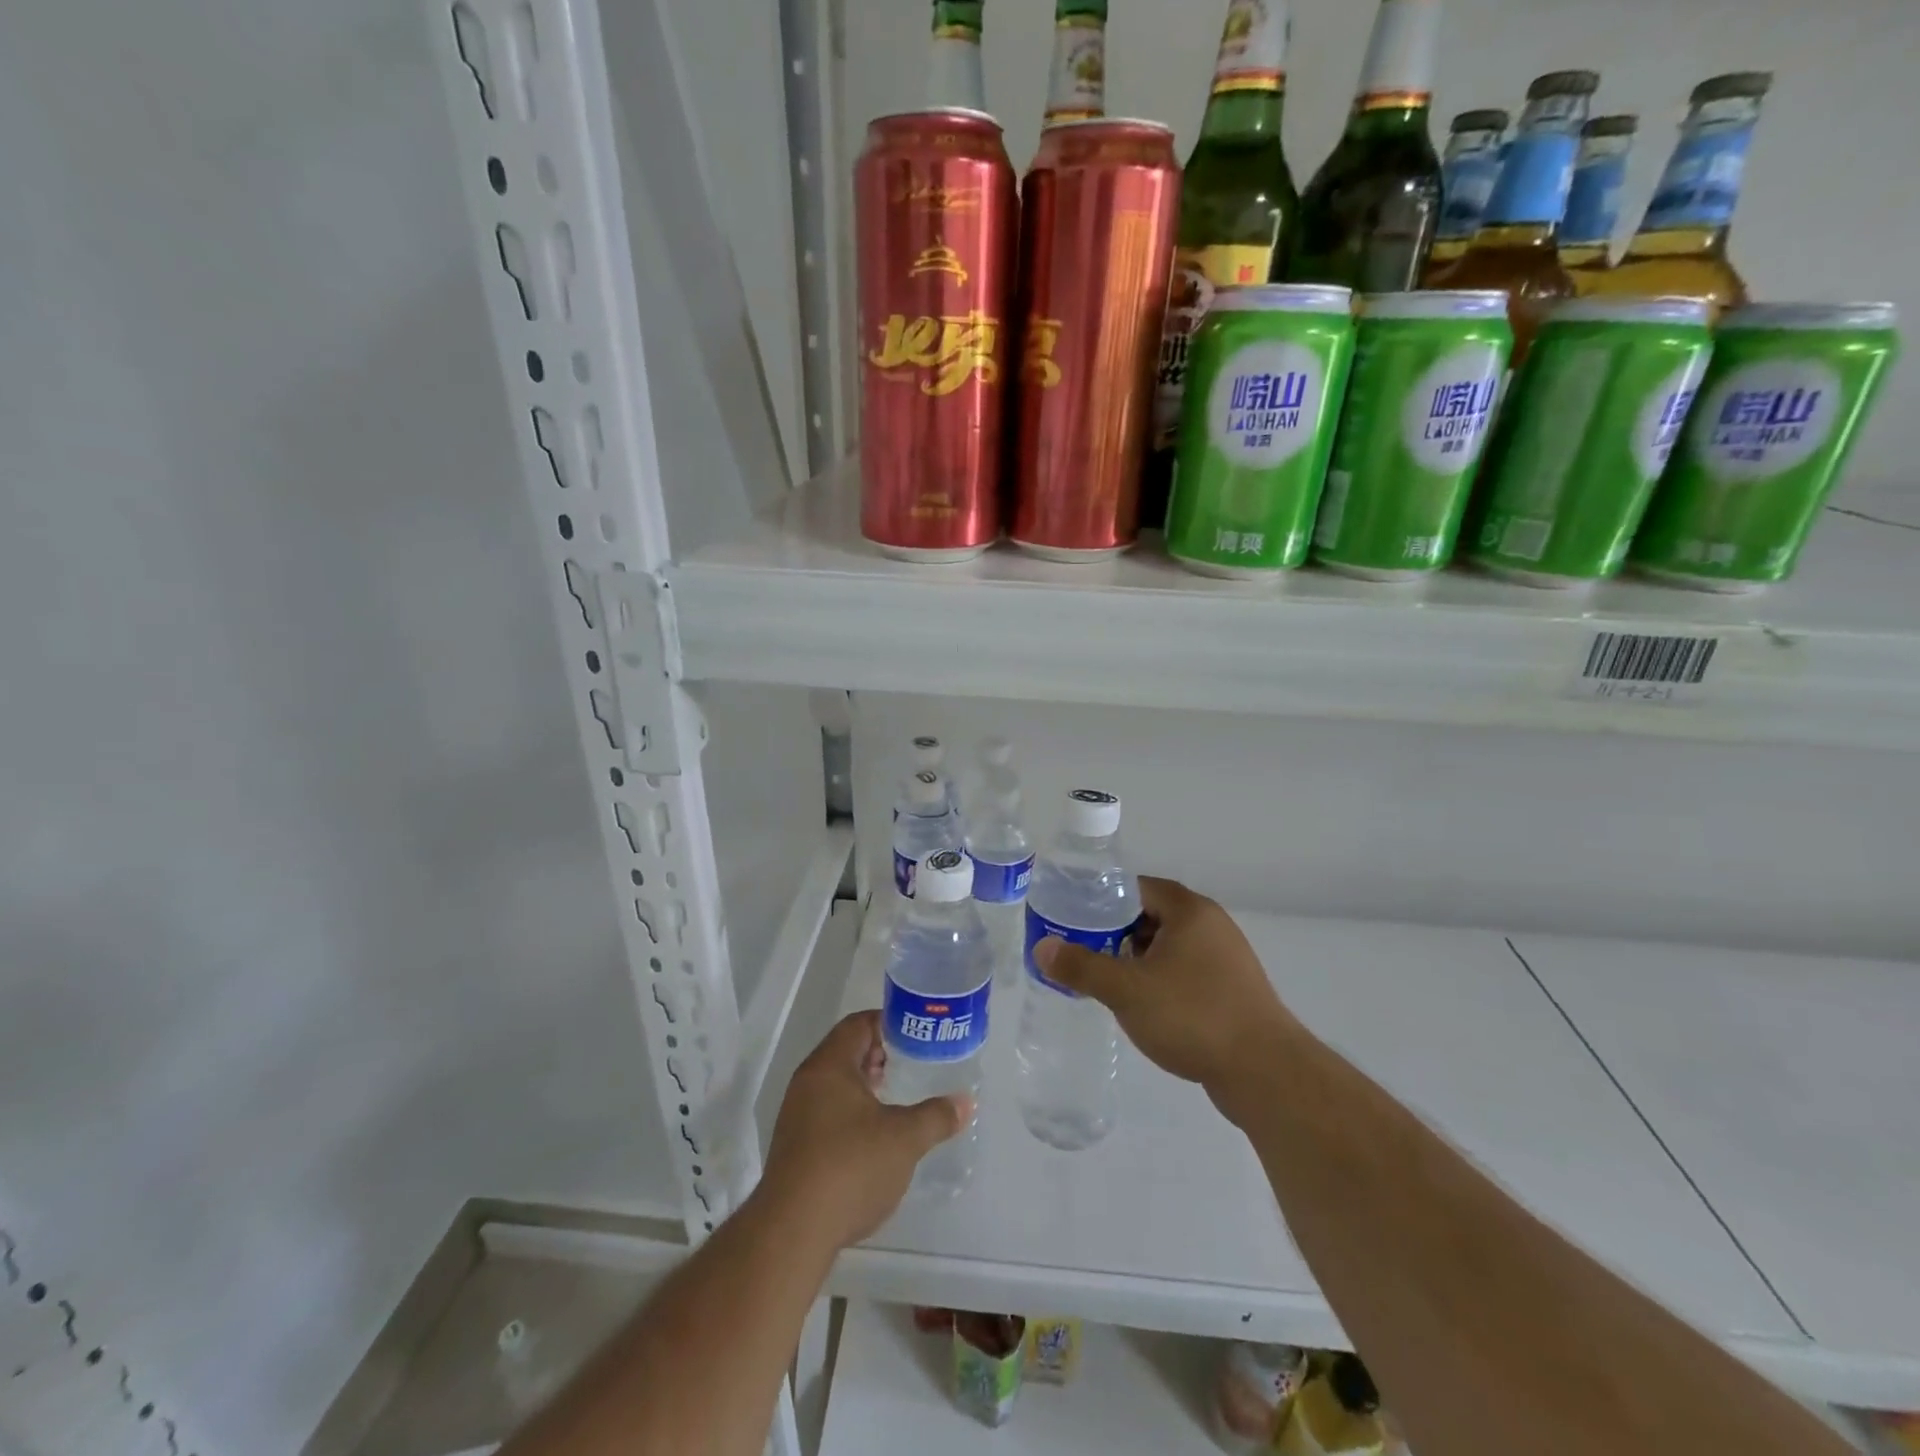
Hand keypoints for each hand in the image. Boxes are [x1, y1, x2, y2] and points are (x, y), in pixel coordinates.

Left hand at [760, 1011, 969, 1248]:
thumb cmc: (850, 1167)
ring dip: (865, 1085)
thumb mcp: (904, 1138)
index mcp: (829, 1065)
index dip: (888, 1023)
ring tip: (897, 1097)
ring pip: (835, 1084)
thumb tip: (965, 1103)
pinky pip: (827, 1112)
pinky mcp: (794, 1147)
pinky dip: (852, 1111)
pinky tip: (874, 1135)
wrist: (792, 1232)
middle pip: (845, 1051)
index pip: (858, 1024)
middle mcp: (807, 1082)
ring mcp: (796, 1115)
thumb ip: (936, 1116)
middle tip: (912, 1063)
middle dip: (879, 1054)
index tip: (916, 1034)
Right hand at [1033, 876, 1297, 1122]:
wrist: (1265, 1072)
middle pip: (1152, 915)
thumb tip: (1042, 947)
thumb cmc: (1192, 1016)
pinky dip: (1161, 979)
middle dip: (1116, 931)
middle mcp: (1212, 925)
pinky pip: (1187, 971)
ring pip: (1169, 946)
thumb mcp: (1126, 990)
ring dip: (1138, 958)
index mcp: (1189, 910)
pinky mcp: (1233, 990)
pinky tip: (1144, 1006)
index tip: (1074, 918)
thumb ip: (1081, 967)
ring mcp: (1227, 958)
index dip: (1102, 899)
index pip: (1137, 887)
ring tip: (1108, 980)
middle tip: (1084, 950)